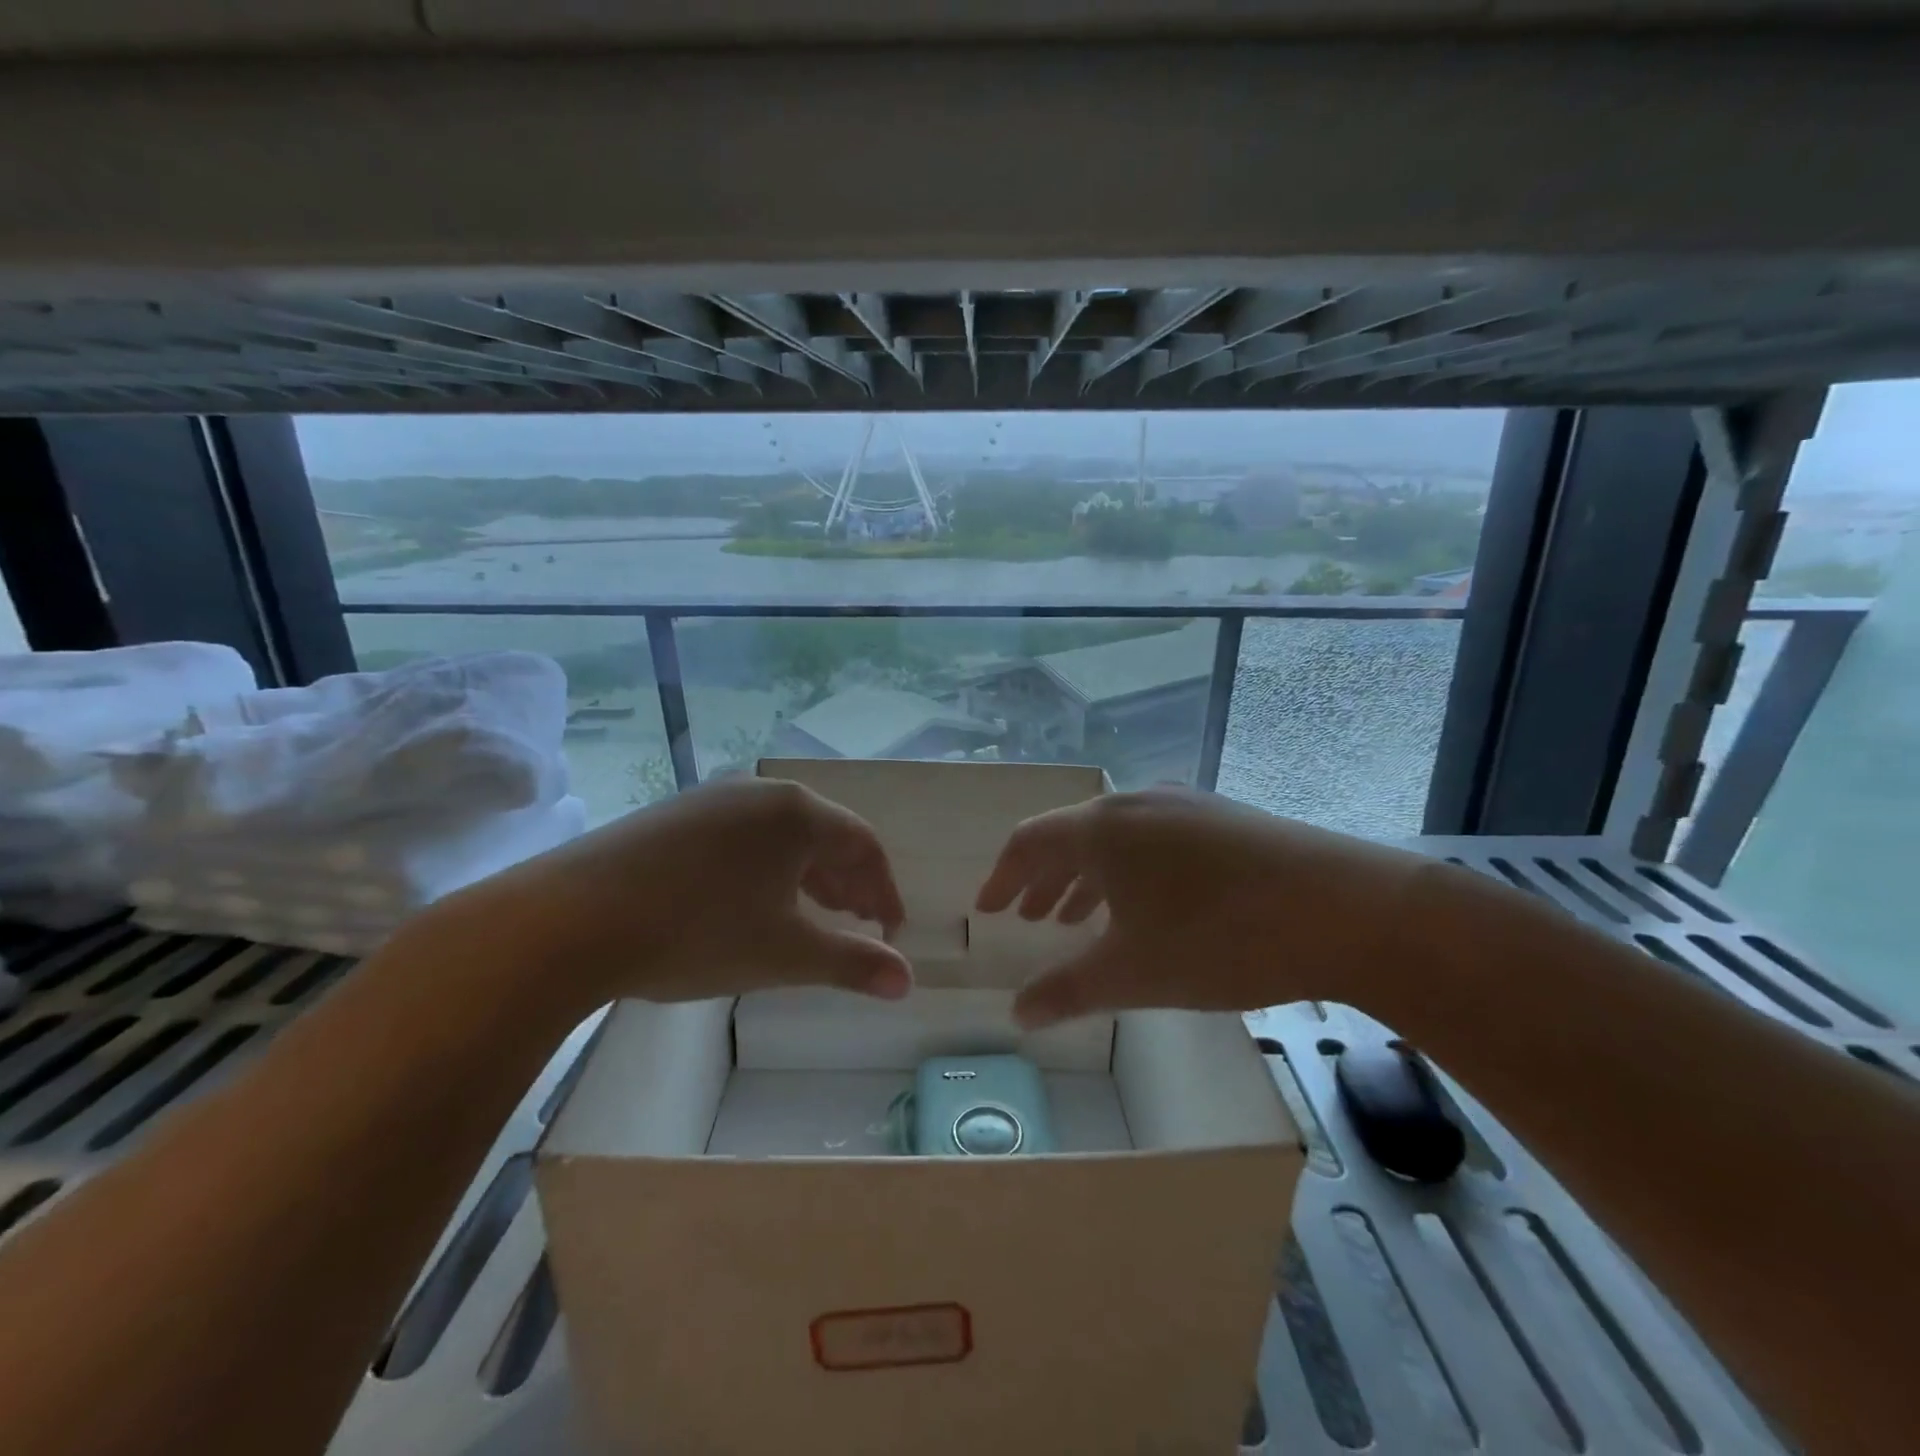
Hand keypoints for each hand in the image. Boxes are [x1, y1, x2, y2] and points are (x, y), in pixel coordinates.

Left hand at [431, 776, 911, 1012]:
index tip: (889, 931)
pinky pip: (738, 838)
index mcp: (797, 813)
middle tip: (855, 925)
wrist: (567, 920)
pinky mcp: (670, 816)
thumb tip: (908, 981)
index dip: (884, 890)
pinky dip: (762, 870)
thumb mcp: (785, 953)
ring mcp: (710, 799)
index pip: (864, 844)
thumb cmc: (697, 931)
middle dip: (847, 883)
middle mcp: (759, 792)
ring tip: (808, 917)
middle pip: (823, 834)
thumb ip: (853, 963)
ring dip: (805, 877)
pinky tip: (745, 904)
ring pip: (779, 836)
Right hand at [975, 787, 1430, 1026]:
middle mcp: (1136, 802)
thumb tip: (1018, 1014)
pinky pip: (1152, 840)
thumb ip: (1068, 990)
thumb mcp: (1135, 972)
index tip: (988, 911)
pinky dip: (1127, 872)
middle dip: (1042, 880)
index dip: (1002, 877)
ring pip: (1114, 839)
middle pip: (1070, 836)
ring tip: (1073, 918)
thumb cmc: (1221, 938)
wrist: (1346, 909)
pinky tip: (1142, 907)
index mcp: (1102, 828)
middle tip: (1027, 919)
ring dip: (1085, 877)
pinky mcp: (1222, 818)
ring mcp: (1183, 805)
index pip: (1029, 841)